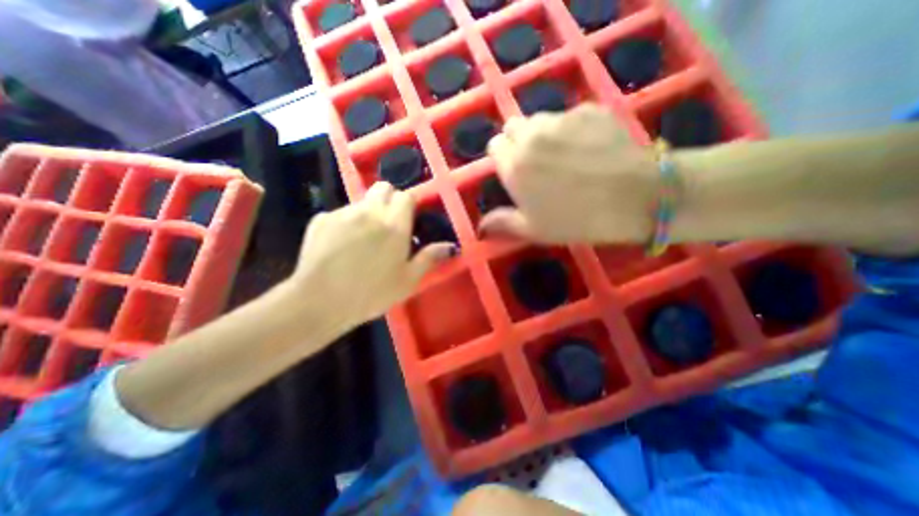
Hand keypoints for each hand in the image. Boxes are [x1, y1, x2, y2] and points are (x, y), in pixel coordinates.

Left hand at [290, 184, 454, 329]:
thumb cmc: (371, 294)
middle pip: (383, 187)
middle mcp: (370, 211)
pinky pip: (339, 213)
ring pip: (361, 201)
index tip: (409, 218)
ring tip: (363, 239)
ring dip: (368, 212)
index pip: (406, 196)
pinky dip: (345, 223)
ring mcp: (343, 213)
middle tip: (389, 222)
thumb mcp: (408, 281)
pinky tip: (341, 245)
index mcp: (394, 225)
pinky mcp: (321, 219)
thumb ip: (429, 258)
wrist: (319, 303)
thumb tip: (451, 246)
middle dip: (389, 199)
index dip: (409, 204)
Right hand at [483, 102, 657, 243]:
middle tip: (537, 163)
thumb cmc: (576, 219)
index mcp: (513, 165)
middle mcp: (531, 136)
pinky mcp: (588, 110)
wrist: (635, 198)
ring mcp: (561, 119)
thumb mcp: (534, 229)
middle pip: (513, 127)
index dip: (502, 157)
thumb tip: (480, 226)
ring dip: (543, 134)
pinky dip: (571, 128)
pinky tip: (588, 147)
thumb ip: (502, 222)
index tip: (513, 170)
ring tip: (563, 154)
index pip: (494, 146)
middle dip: (518, 142)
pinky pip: (569, 116)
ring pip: (540, 120)